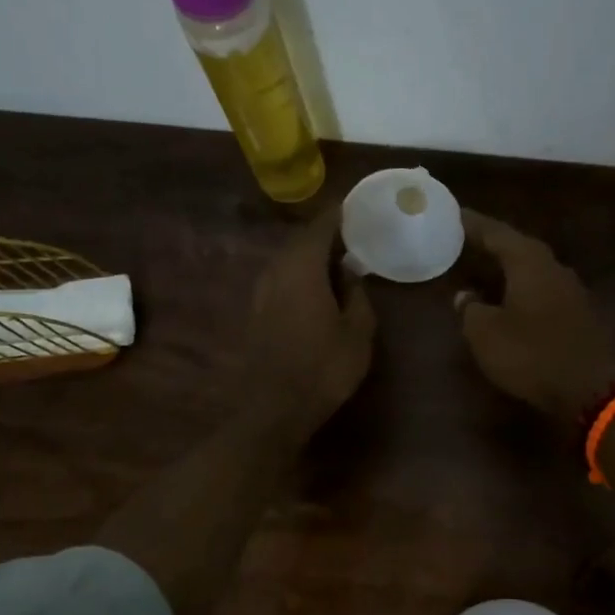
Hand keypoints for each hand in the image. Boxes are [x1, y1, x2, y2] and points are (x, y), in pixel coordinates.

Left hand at [245, 206, 375, 439]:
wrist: (275, 407)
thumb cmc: (323, 367)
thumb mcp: (357, 333)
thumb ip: (358, 296)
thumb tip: (352, 274)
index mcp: (302, 267)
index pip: (320, 226)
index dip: (339, 214)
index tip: (357, 206)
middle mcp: (275, 271)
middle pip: (301, 240)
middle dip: (326, 234)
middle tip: (354, 234)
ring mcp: (261, 292)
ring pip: (288, 260)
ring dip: (311, 256)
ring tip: (338, 260)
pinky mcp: (256, 312)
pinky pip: (282, 280)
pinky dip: (301, 275)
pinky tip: (318, 288)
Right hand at [458, 210, 614, 422]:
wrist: (592, 388)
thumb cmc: (532, 354)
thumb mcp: (486, 334)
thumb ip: (471, 310)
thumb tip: (465, 296)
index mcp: (529, 262)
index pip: (497, 233)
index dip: (473, 224)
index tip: (455, 214)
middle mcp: (554, 268)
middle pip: (519, 248)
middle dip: (494, 245)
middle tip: (468, 241)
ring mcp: (572, 292)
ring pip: (534, 272)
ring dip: (510, 270)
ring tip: (486, 271)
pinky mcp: (580, 317)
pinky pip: (544, 294)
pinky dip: (524, 293)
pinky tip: (512, 303)